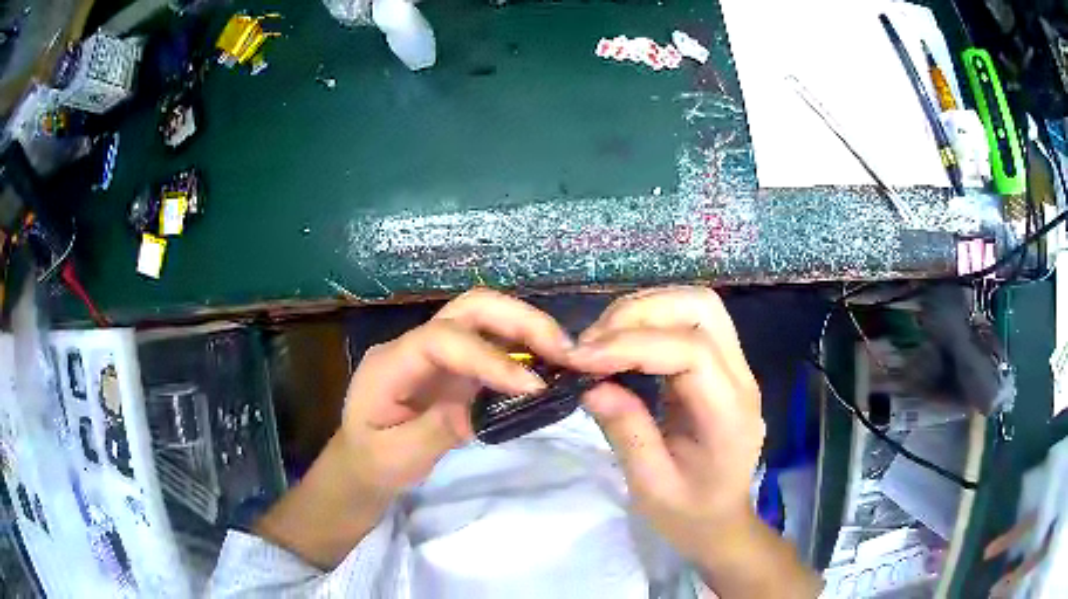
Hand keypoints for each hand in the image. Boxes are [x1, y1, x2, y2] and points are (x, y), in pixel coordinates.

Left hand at [254, 288, 573, 568]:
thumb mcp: (399, 457)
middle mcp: (414, 345)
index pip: (441, 340)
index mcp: (389, 364)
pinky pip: (491, 344)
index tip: (531, 385)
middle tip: (563, 350)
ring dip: (527, 328)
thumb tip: (487, 406)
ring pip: (484, 317)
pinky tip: (546, 365)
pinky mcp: (453, 366)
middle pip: (469, 308)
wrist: (361, 463)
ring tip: (564, 355)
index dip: (488, 357)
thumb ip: (439, 428)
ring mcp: (435, 352)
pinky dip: (522, 347)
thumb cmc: (373, 462)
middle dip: (519, 320)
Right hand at [570, 286, 764, 561]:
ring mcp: (735, 368)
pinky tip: (621, 345)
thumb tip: (590, 385)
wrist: (722, 522)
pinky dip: (650, 321)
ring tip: (601, 342)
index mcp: (729, 414)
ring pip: (697, 305)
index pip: (691, 352)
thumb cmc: (689, 514)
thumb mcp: (650, 487)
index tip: (581, 359)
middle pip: (701, 308)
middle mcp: (741, 379)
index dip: (632, 345)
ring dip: (644, 311)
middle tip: (592, 344)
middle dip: (641, 313)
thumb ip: (626, 432)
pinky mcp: (720, 365)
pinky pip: (689, 322)